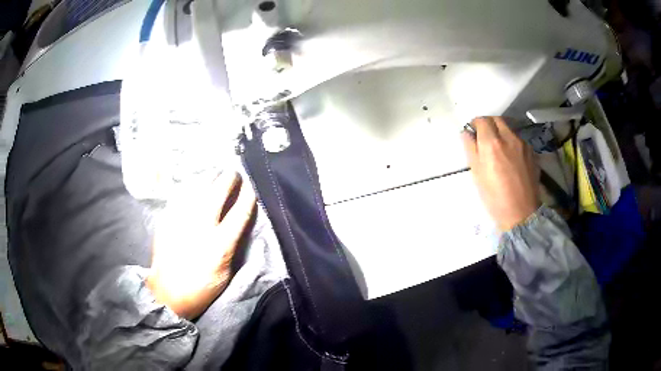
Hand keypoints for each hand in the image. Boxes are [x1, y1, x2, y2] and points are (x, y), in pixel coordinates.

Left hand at [146, 172, 256, 318]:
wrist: (167, 293)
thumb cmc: (201, 288)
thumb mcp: (225, 273)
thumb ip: (231, 246)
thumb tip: (236, 225)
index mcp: (219, 245)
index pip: (239, 212)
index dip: (248, 196)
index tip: (252, 185)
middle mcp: (200, 226)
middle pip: (218, 192)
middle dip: (229, 179)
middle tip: (234, 174)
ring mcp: (181, 219)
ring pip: (198, 187)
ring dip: (210, 178)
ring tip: (215, 174)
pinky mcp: (167, 218)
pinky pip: (180, 194)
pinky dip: (190, 186)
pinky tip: (194, 185)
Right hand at [462, 117, 539, 230]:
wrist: (521, 213)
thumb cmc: (494, 197)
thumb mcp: (477, 174)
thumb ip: (471, 149)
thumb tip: (466, 133)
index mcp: (491, 142)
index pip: (482, 120)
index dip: (475, 124)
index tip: (473, 132)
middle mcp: (508, 137)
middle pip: (497, 120)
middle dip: (489, 124)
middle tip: (485, 136)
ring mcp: (522, 144)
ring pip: (509, 129)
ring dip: (501, 132)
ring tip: (499, 148)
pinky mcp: (532, 152)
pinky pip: (519, 140)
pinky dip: (512, 142)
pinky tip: (511, 157)